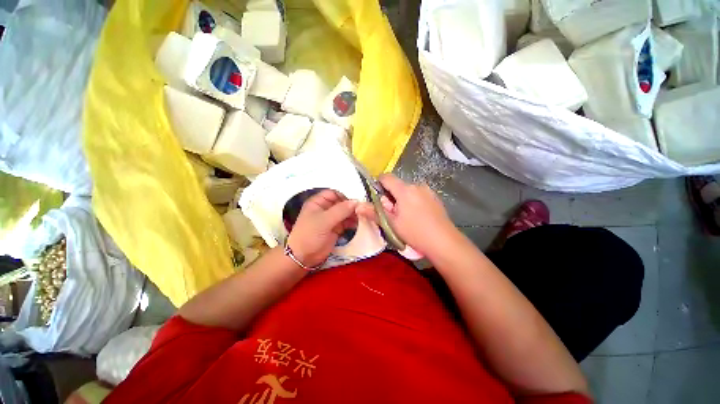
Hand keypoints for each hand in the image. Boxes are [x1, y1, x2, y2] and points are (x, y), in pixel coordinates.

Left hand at [286, 190, 358, 267]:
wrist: (303, 257)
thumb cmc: (310, 234)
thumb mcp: (324, 220)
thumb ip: (340, 210)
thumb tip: (356, 201)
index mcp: (318, 202)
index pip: (333, 193)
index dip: (344, 197)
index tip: (354, 203)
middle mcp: (325, 209)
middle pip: (341, 203)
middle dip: (350, 206)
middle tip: (361, 211)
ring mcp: (330, 219)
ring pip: (345, 213)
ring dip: (353, 215)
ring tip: (361, 218)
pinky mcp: (335, 229)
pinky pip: (346, 222)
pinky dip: (352, 223)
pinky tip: (357, 224)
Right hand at [356, 174, 457, 257]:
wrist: (444, 242)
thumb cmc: (415, 232)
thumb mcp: (392, 224)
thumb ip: (374, 213)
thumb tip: (358, 206)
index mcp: (405, 190)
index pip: (386, 177)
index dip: (378, 184)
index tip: (377, 198)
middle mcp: (417, 186)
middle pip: (397, 186)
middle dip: (391, 197)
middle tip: (392, 214)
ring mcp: (428, 191)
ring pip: (408, 191)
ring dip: (402, 200)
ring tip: (405, 217)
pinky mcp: (435, 198)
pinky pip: (418, 195)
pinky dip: (413, 202)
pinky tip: (417, 217)